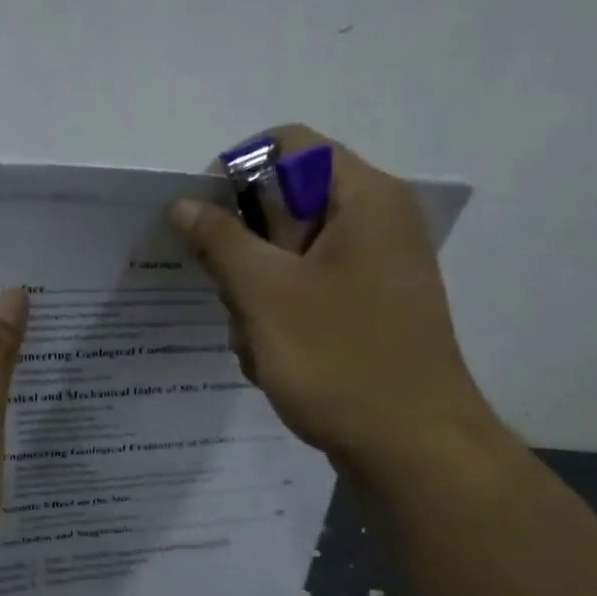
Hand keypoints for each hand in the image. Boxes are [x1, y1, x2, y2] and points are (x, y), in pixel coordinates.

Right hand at [171, 124, 497, 473]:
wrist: (412, 449)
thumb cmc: (339, 360)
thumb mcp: (266, 295)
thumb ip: (221, 241)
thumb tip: (184, 204)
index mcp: (363, 198)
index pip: (287, 146)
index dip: (233, 174)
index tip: (201, 226)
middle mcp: (375, 225)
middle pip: (284, 208)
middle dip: (244, 256)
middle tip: (235, 301)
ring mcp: (373, 274)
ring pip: (287, 262)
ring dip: (256, 300)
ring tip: (258, 346)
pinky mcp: (366, 315)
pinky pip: (306, 299)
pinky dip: (279, 325)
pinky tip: (274, 364)